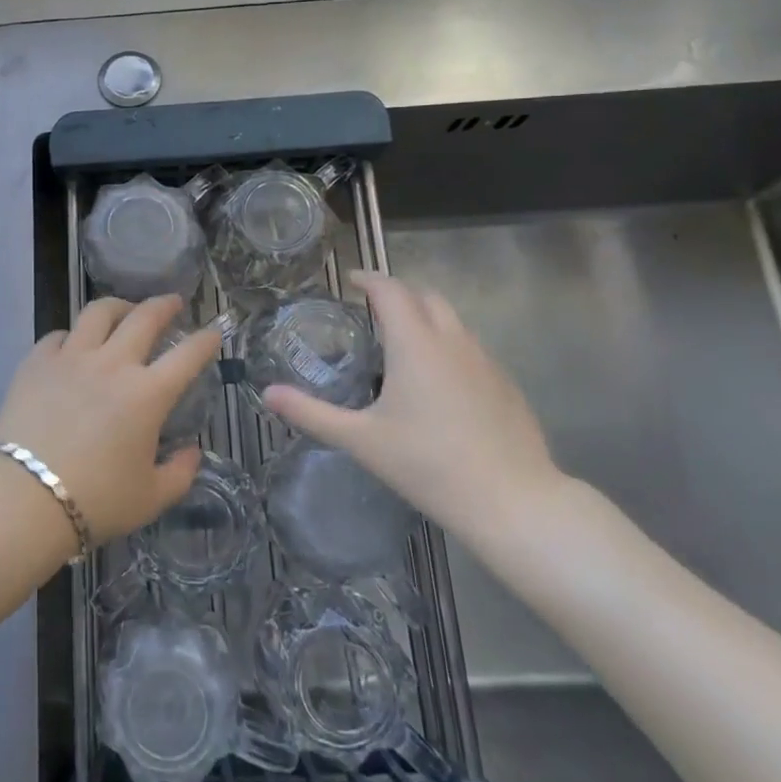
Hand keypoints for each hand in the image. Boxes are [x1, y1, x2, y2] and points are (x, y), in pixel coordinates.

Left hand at [0, 295, 219, 543]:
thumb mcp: (151, 498)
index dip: (205, 340)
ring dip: (118, 306)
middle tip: (173, 302)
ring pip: (98, 312)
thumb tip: (192, 452)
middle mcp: (112, 364)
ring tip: (124, 311)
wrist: (24, 498)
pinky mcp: (37, 361)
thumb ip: (179, 473)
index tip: (213, 332)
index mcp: (147, 394)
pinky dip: (72, 336)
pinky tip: (73, 345)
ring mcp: (71, 357)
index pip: (187, 355)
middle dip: (165, 305)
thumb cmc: (96, 501)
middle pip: (144, 317)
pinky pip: (59, 335)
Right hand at [263, 272, 563, 548]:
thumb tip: (268, 393)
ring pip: (452, 320)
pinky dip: (447, 344)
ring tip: (401, 342)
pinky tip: (437, 382)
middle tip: (372, 310)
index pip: (391, 290)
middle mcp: (452, 341)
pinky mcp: (505, 384)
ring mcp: (485, 360)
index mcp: (415, 344)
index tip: (350, 281)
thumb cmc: (429, 465)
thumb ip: (311, 412)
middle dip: (398, 293)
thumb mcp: (361, 440)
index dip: (369, 279)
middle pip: (425, 296)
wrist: (512, 502)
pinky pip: (470, 347)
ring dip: (425, 316)